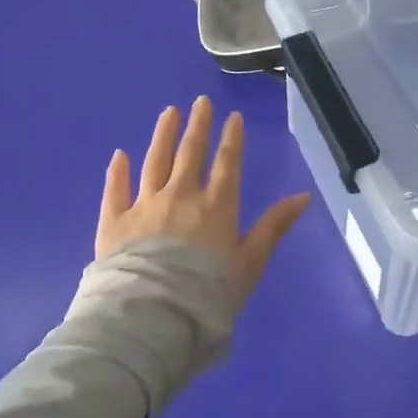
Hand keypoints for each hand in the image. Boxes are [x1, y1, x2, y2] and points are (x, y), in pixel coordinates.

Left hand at [97, 96, 311, 303]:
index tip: (232, 117)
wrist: (154, 316)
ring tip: (168, 113)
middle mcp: (180, 196)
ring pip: (154, 162)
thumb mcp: (251, 263)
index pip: (226, 164)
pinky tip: (119, 156)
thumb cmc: (209, 293)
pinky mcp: (114, 222)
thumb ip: (274, 227)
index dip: (231, 139)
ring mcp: (144, 206)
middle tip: (200, 102)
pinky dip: (118, 172)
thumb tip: (303, 197)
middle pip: (190, 154)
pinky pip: (115, 190)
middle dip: (197, 126)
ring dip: (162, 136)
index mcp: (216, 206)